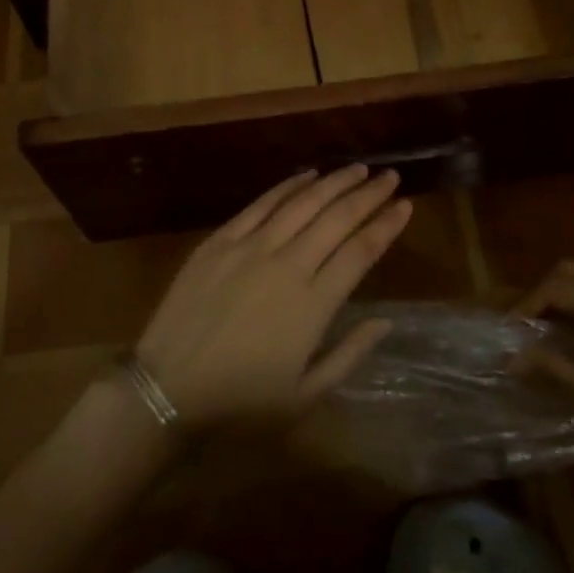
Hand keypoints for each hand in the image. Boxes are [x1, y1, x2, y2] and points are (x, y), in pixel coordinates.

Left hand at [135, 166, 410, 425]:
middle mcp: (288, 265)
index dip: (386, 225)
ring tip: (358, 169)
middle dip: (368, 194)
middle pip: (337, 218)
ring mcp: (251, 247)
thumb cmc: (241, 403)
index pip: (361, 251)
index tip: (405, 205)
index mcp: (314, 304)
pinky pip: (261, 204)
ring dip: (334, 183)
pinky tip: (307, 175)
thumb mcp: (306, 395)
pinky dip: (288, 186)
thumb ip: (350, 354)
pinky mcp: (221, 240)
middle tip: (389, 176)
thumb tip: (385, 321)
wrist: (168, 390)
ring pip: (303, 203)